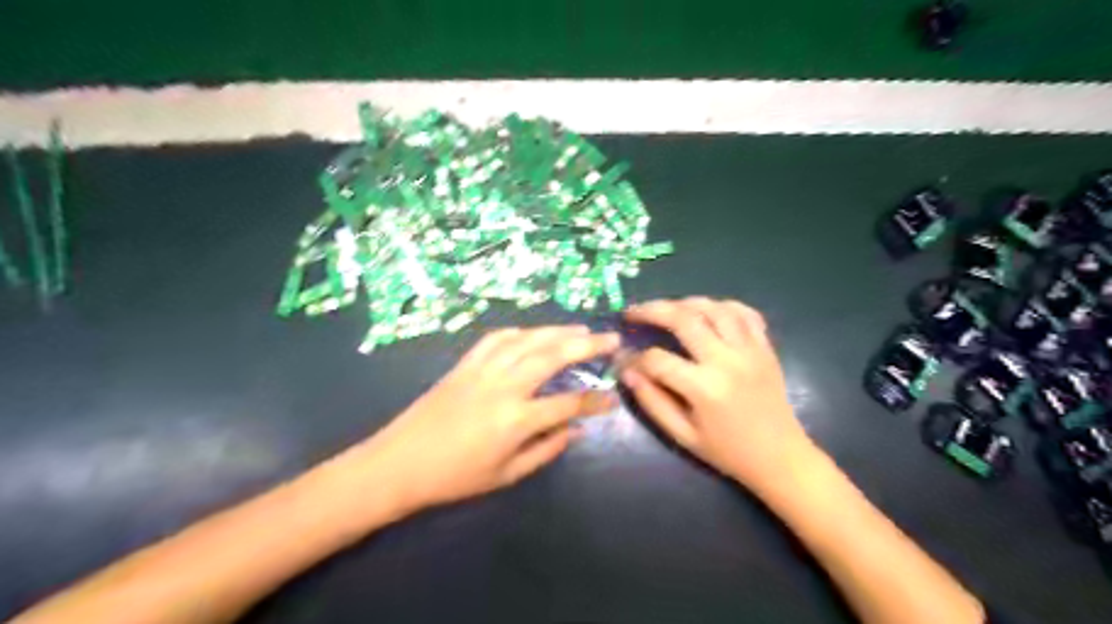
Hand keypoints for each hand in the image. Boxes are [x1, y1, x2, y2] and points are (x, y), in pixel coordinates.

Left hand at [353, 325, 621, 512]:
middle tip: (611, 338)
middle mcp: (503, 387)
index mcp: (516, 420)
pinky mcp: (464, 364)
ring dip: (557, 331)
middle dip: (587, 345)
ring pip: (527, 340)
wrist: (398, 464)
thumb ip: (546, 449)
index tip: (612, 397)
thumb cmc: (454, 478)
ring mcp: (482, 370)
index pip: (568, 404)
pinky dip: (520, 332)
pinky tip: (533, 333)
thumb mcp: (506, 475)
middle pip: (553, 356)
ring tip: (581, 329)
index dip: (594, 401)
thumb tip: (576, 430)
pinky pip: (496, 339)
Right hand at [618, 297, 815, 492]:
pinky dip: (723, 306)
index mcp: (705, 388)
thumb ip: (652, 401)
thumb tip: (627, 371)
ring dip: (684, 303)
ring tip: (666, 309)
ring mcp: (750, 349)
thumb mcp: (682, 435)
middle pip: (684, 318)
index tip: (624, 361)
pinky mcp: (765, 347)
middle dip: (652, 310)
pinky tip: (707, 312)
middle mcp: (727, 360)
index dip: (634, 358)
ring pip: (714, 307)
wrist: (781, 458)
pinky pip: (745, 313)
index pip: (657, 359)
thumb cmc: (728, 452)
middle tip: (633, 312)